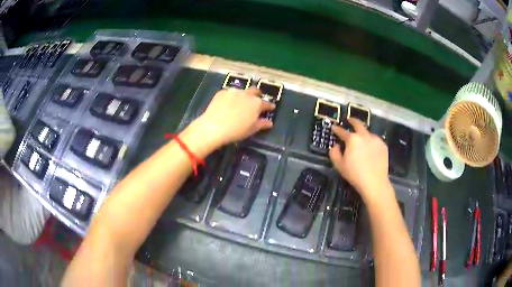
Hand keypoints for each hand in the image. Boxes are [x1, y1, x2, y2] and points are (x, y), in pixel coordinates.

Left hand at [194, 87, 274, 146]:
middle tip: (256, 100)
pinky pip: (230, 93)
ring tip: (240, 102)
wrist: (213, 126)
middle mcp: (247, 94)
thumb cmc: (236, 131)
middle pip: (255, 91)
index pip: (266, 103)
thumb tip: (269, 122)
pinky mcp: (222, 92)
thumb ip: (261, 124)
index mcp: (256, 104)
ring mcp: (234, 91)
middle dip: (257, 95)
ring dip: (244, 95)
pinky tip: (228, 103)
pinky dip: (232, 97)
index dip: (269, 106)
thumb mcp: (251, 129)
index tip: (271, 107)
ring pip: (242, 91)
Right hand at [329, 118, 391, 201]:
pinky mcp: (383, 145)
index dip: (337, 129)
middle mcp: (364, 135)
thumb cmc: (355, 174)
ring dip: (363, 133)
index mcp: (352, 139)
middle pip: (358, 124)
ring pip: (368, 132)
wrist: (375, 182)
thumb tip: (335, 146)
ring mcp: (375, 139)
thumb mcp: (339, 165)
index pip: (342, 131)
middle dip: (352, 121)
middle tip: (349, 119)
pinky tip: (370, 149)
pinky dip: (371, 142)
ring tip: (361, 139)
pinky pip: (375, 140)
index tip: (334, 127)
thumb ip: (334, 153)